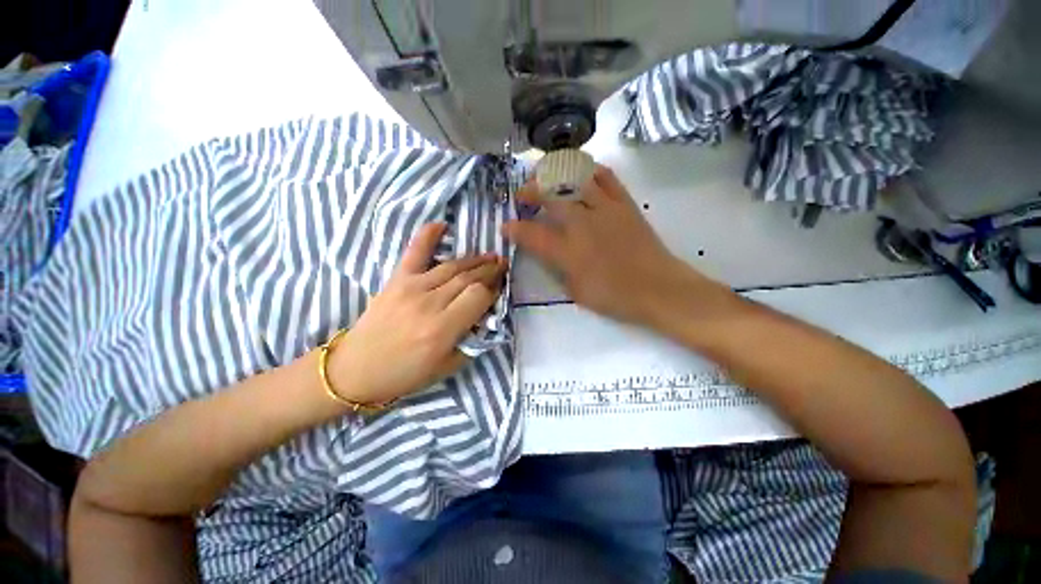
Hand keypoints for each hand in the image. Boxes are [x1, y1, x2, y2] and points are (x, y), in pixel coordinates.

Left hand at [328, 223, 504, 404]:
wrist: (354, 371)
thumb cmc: (403, 374)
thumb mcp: (446, 368)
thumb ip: (470, 342)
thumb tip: (485, 318)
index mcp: (442, 329)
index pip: (478, 296)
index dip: (493, 290)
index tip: (501, 287)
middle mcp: (429, 303)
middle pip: (468, 278)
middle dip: (490, 270)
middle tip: (502, 264)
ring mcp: (411, 287)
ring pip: (452, 266)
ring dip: (474, 260)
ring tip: (489, 256)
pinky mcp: (396, 280)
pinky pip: (414, 253)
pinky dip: (428, 236)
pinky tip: (442, 225)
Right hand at [504, 165, 720, 325]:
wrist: (658, 289)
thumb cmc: (615, 296)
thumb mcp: (576, 292)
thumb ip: (558, 269)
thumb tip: (549, 253)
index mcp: (569, 252)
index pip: (533, 235)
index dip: (515, 229)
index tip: (506, 226)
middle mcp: (583, 225)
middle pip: (550, 196)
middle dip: (529, 191)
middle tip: (521, 194)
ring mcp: (605, 210)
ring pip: (575, 179)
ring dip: (554, 174)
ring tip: (545, 176)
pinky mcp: (624, 204)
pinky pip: (605, 177)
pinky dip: (589, 170)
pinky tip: (580, 173)